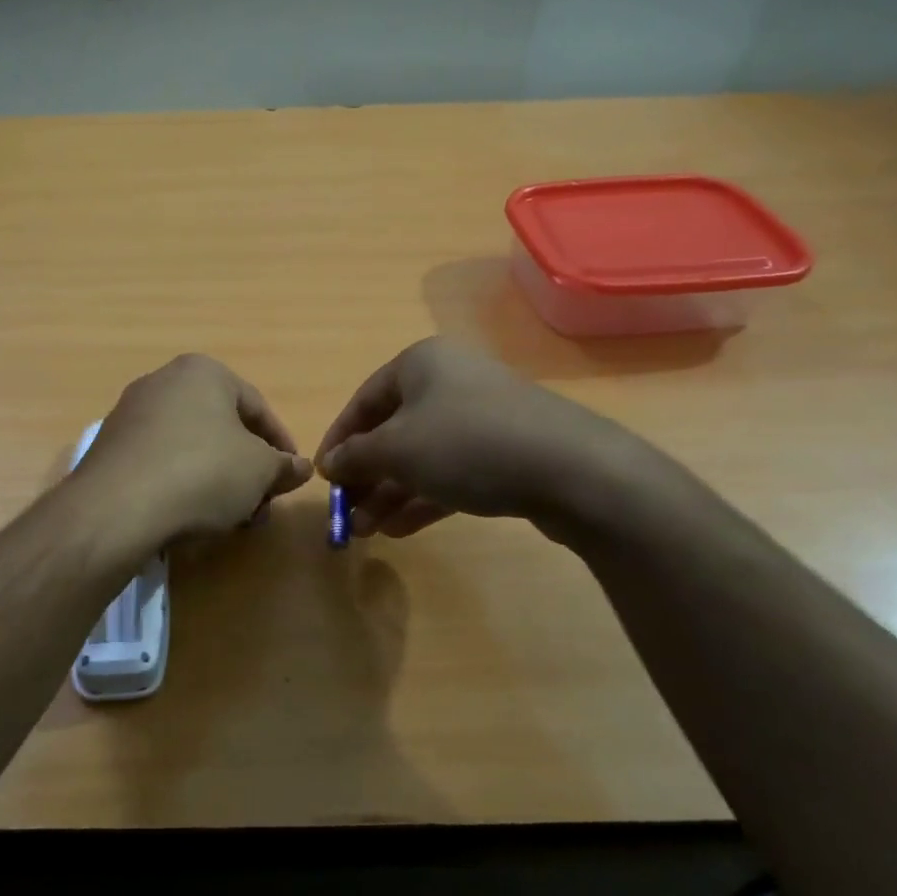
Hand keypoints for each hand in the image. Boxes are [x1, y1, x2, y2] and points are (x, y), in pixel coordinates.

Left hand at [73, 354, 313, 543]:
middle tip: (259, 504)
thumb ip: (284, 466)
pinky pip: (159, 461)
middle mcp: (162, 381)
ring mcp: (130, 413)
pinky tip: (188, 515)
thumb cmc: (202, 472)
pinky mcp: (109, 447)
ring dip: (216, 479)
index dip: (280, 445)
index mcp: (202, 371)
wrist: (117, 507)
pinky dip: (180, 483)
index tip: (290, 476)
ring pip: (190, 446)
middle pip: (221, 427)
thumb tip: (300, 468)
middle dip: (246, 468)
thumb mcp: (260, 471)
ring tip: (227, 517)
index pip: (257, 407)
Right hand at [315, 337, 672, 542]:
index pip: (364, 400)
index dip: (338, 439)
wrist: (573, 469)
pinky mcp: (506, 452)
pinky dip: (424, 497)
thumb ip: (356, 456)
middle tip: (346, 513)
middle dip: (367, 475)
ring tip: (368, 531)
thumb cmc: (467, 443)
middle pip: (393, 431)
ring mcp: (481, 417)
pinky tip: (401, 529)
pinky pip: (452, 472)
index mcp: (421, 364)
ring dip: (391, 493)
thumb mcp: (397, 449)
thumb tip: (330, 464)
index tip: (323, 477)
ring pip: (422, 456)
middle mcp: (450, 382)